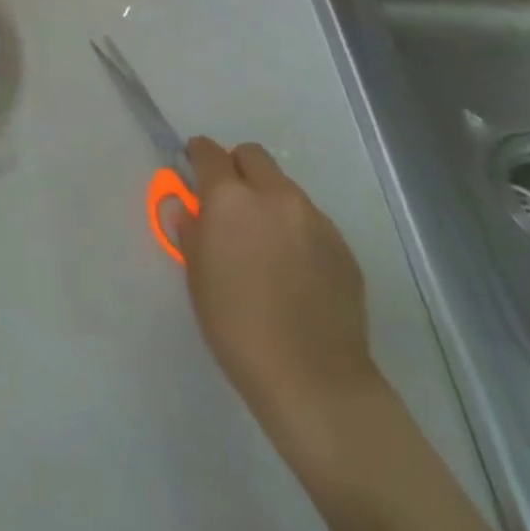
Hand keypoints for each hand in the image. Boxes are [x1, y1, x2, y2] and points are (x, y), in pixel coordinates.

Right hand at [171, 137, 383, 456]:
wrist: (312, 377)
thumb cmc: (235, 323)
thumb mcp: (195, 273)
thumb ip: (189, 228)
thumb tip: (187, 206)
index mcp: (231, 199)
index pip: (209, 152)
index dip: (197, 156)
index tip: (191, 170)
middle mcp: (276, 197)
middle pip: (253, 156)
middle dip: (235, 168)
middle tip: (226, 202)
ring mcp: (315, 220)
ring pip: (284, 187)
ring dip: (267, 198)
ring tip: (261, 241)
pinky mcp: (343, 247)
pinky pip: (310, 219)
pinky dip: (294, 228)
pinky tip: (290, 267)